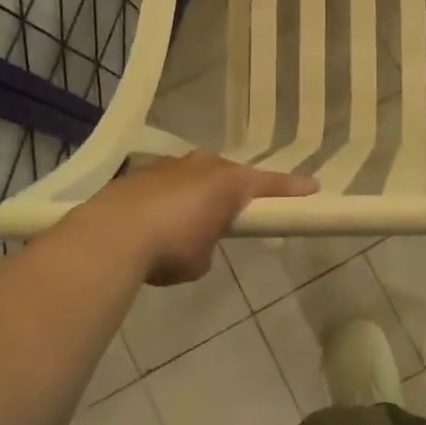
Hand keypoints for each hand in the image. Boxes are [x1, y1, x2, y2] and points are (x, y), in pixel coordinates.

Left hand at [86, 152, 317, 284]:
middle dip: (234, 190)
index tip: (313, 187)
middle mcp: (202, 165)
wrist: (111, 235)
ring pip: (195, 175)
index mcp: (229, 183)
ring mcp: (169, 165)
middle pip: (229, 174)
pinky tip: (154, 221)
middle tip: (234, 212)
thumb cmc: (171, 247)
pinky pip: (166, 183)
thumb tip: (196, 242)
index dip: (292, 188)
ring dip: (197, 193)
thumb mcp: (201, 259)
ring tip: (187, 220)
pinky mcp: (139, 173)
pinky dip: (167, 199)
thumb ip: (209, 244)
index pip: (270, 184)